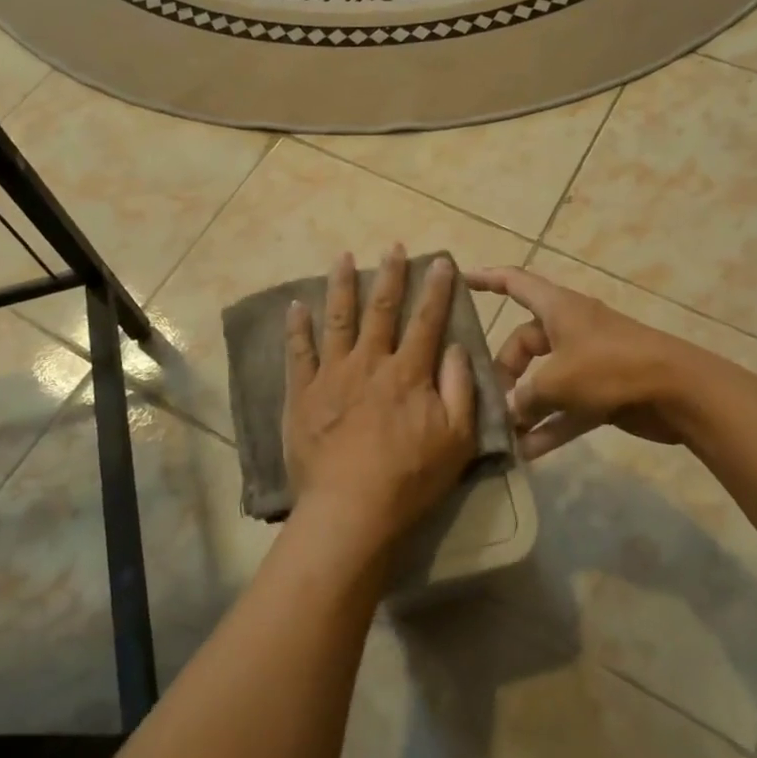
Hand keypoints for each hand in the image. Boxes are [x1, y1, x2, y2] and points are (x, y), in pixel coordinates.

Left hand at [282, 247, 478, 554]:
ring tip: (343, 257)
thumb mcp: (457, 439)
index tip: (440, 261)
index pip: (427, 320)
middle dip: (391, 275)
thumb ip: (460, 389)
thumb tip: (456, 348)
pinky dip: (297, 327)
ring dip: (342, 285)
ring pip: (338, 319)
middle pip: (382, 309)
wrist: (351, 509)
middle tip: (393, 247)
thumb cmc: (410, 478)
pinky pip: (299, 352)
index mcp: (409, 372)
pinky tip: (296, 305)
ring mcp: (332, 375)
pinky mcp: (303, 393)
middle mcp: (370, 362)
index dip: (436, 289)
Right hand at [465, 265, 688, 458]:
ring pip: (544, 379)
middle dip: (505, 371)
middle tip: (490, 402)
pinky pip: (566, 407)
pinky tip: (528, 453)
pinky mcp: (602, 392)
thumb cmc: (611, 368)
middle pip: (524, 343)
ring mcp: (588, 362)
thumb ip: (526, 396)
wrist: (679, 392)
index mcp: (558, 308)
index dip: (486, 279)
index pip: (514, 283)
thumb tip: (510, 410)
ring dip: (525, 405)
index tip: (459, 281)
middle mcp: (570, 330)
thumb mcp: (558, 380)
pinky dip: (549, 426)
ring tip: (501, 432)